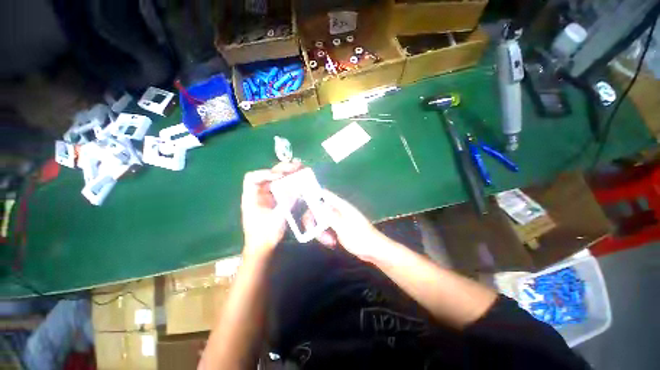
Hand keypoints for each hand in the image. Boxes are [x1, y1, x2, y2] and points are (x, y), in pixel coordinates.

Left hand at [241, 160, 301, 258]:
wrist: (262, 247)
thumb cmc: (264, 236)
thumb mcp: (276, 220)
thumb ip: (286, 204)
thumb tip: (297, 189)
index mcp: (251, 198)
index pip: (252, 178)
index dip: (265, 174)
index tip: (280, 176)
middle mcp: (257, 194)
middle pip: (267, 175)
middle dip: (281, 169)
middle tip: (296, 166)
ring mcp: (266, 196)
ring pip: (275, 179)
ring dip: (287, 172)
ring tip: (299, 167)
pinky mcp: (274, 199)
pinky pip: (281, 186)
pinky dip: (290, 181)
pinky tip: (299, 178)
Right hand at [303, 190, 389, 261]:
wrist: (373, 250)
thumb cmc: (360, 238)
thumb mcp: (344, 228)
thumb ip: (330, 216)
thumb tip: (318, 204)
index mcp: (340, 206)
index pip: (324, 194)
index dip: (313, 196)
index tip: (302, 206)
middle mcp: (337, 210)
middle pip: (318, 209)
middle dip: (314, 221)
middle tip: (314, 234)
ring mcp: (337, 219)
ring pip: (321, 221)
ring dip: (320, 232)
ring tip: (330, 242)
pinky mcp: (338, 228)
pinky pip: (326, 228)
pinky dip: (325, 235)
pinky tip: (332, 243)